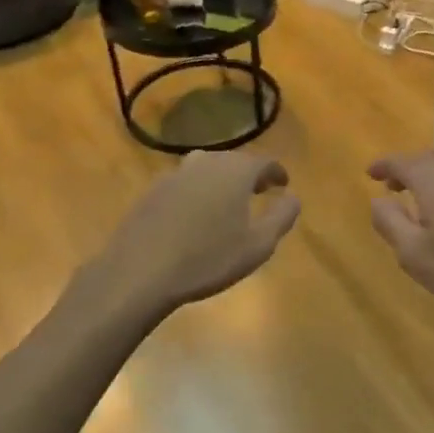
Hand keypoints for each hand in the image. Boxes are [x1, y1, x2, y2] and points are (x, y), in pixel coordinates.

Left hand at [87, 151, 300, 321]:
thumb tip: (292, 196)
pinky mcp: (151, 191)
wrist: (141, 271)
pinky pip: (183, 184)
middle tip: (258, 191)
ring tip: (226, 201)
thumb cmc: (208, 259)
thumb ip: (282, 216)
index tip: (283, 185)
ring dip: (220, 181)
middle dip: (248, 174)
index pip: (263, 162)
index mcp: (235, 171)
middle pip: (233, 161)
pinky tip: (194, 215)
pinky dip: (196, 192)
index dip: (276, 173)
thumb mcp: (259, 245)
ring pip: (206, 169)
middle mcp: (205, 162)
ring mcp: (174, 174)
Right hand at [367, 151, 433, 323]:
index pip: (402, 162)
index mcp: (433, 179)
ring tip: (422, 198)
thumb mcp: (414, 253)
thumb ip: (390, 222)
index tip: (370, 173)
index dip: (384, 166)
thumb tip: (378, 200)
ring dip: (433, 179)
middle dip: (408, 171)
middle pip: (429, 161)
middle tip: (392, 186)